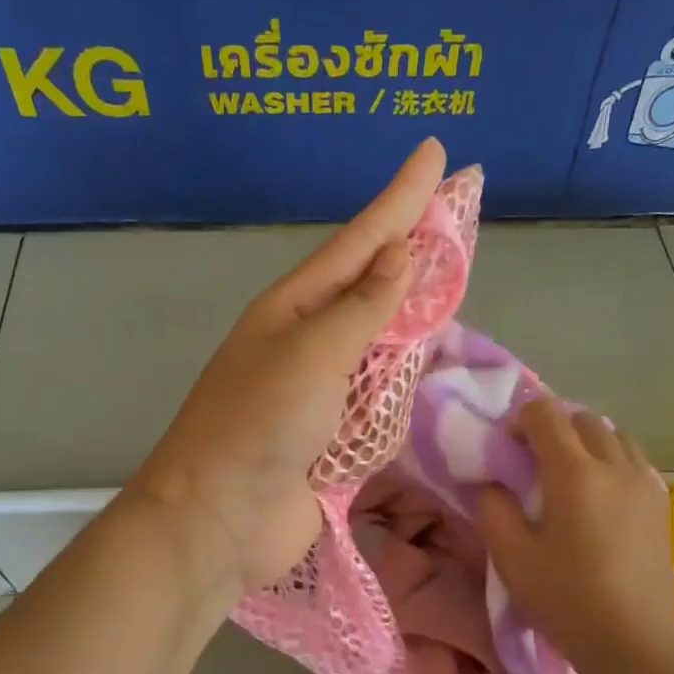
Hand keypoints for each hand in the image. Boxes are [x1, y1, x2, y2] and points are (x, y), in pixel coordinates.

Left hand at [128, 138, 446, 590]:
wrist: (219, 520)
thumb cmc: (257, 425)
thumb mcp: (310, 355)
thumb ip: (361, 309)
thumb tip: (399, 257)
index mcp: (292, 309)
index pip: (359, 241)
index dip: (401, 198)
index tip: (437, 153)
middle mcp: (307, 342)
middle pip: (371, 286)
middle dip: (411, 249)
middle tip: (453, 211)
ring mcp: (321, 391)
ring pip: (379, 341)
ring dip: (411, 313)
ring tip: (449, 277)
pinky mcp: (335, 438)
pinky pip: (379, 398)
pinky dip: (402, 381)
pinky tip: (426, 362)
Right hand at [477, 398, 673, 672]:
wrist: (635, 641)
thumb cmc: (566, 599)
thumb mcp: (511, 558)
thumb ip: (494, 509)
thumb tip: (494, 485)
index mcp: (574, 472)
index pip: (546, 414)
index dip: (520, 419)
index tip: (507, 448)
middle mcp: (614, 465)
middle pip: (582, 418)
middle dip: (553, 427)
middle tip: (533, 462)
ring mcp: (644, 483)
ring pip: (615, 435)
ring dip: (586, 441)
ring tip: (570, 475)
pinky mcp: (661, 504)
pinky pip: (634, 461)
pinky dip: (612, 460)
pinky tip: (601, 495)